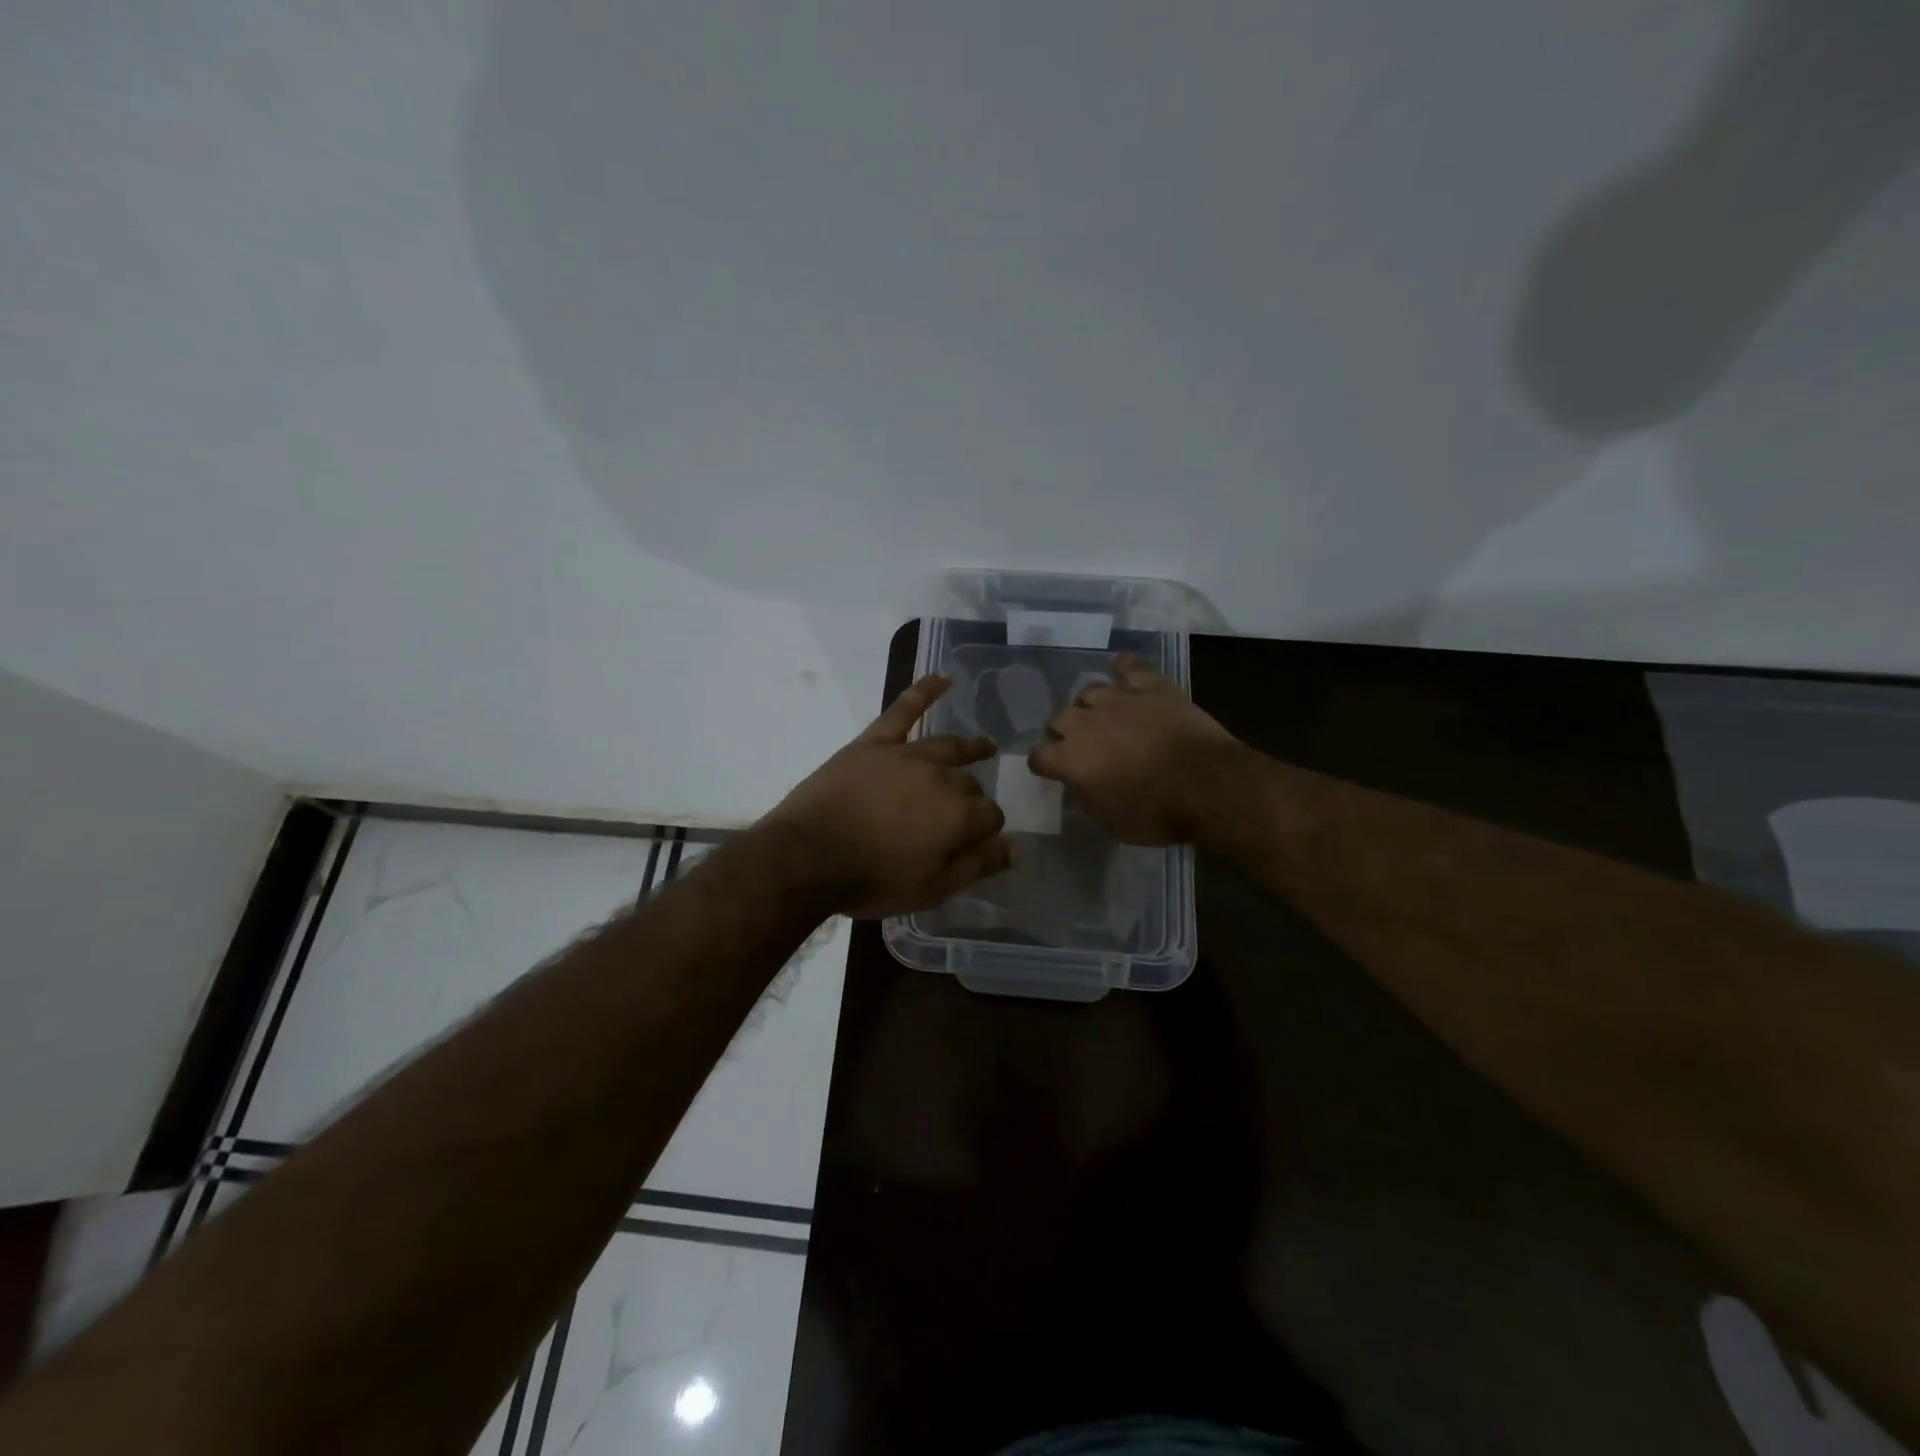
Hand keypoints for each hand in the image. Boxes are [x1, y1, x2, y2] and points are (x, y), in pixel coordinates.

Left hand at [763, 675, 1011, 918]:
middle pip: (969, 784)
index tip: (977, 840)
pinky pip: (903, 710)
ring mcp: (907, 756)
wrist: (807, 857)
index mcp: (958, 816)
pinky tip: (942, 678)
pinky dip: (924, 692)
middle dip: (973, 797)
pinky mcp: (874, 743)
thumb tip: (1017, 848)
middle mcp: (941, 778)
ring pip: (948, 747)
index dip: (987, 830)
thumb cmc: (871, 880)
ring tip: (983, 746)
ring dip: (970, 747)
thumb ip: (976, 866)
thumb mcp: (930, 889)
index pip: (990, 816)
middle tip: (964, 812)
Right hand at [1027, 654, 1239, 845]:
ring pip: (1089, 690)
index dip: (1043, 763)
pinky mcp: (1151, 686)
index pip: (1039, 756)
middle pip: (1058, 716)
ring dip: (1090, 704)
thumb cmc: (1157, 814)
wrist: (1208, 786)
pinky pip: (1129, 666)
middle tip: (1077, 741)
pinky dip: (1123, 667)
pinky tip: (1121, 670)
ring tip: (1102, 714)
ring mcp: (1119, 700)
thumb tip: (1080, 783)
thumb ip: (1087, 797)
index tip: (1050, 769)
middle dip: (1062, 729)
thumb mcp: (1111, 822)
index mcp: (1072, 760)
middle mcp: (1086, 724)